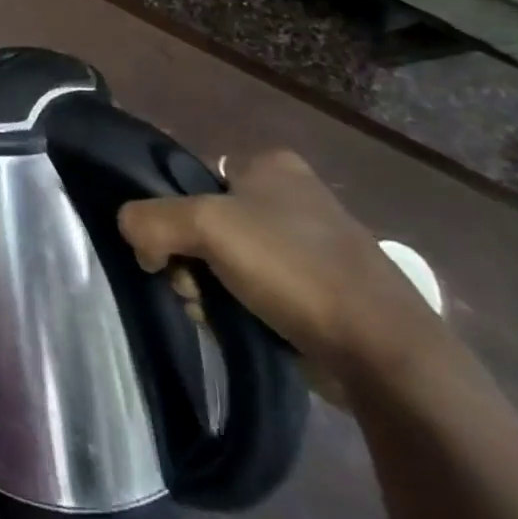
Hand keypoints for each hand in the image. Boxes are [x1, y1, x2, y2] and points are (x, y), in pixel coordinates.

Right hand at [117, 149, 446, 378]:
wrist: (385, 354)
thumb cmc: (293, 269)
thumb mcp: (204, 226)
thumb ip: (148, 220)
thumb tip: (132, 236)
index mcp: (271, 164)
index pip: (193, 178)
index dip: (172, 213)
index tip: (171, 249)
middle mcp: (292, 195)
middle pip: (205, 222)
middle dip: (189, 260)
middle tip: (193, 288)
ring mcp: (311, 244)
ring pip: (226, 259)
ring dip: (209, 288)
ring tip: (217, 315)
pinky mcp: (324, 290)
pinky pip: (257, 289)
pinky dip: (240, 307)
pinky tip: (241, 328)